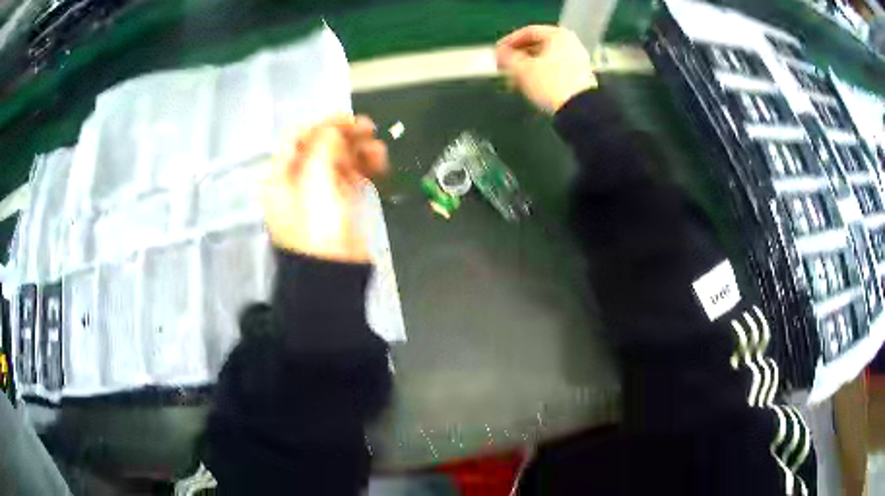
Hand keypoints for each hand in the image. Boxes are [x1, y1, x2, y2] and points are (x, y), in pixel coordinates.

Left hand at [264, 115, 387, 262]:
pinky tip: (379, 162)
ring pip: (339, 160)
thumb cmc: (316, 227)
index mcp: (282, 175)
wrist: (331, 273)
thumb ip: (324, 147)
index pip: (298, 138)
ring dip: (359, 150)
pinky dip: (365, 166)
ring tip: (378, 149)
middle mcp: (298, 181)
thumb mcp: (314, 181)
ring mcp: (321, 192)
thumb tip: (335, 128)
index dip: (322, 124)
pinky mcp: (341, 204)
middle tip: (369, 129)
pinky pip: (352, 176)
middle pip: (321, 147)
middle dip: (345, 135)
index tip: (348, 118)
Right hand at [496, 25, 596, 113]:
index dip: (509, 42)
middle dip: (518, 57)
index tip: (498, 52)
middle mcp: (571, 44)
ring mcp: (577, 61)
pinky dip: (540, 75)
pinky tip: (529, 86)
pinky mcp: (579, 78)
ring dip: (527, 68)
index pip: (528, 32)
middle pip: (538, 46)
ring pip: (545, 59)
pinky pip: (554, 71)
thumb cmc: (552, 84)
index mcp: (558, 35)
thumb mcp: (522, 69)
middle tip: (504, 66)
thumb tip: (499, 54)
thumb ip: (507, 58)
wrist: (579, 110)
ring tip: (513, 80)